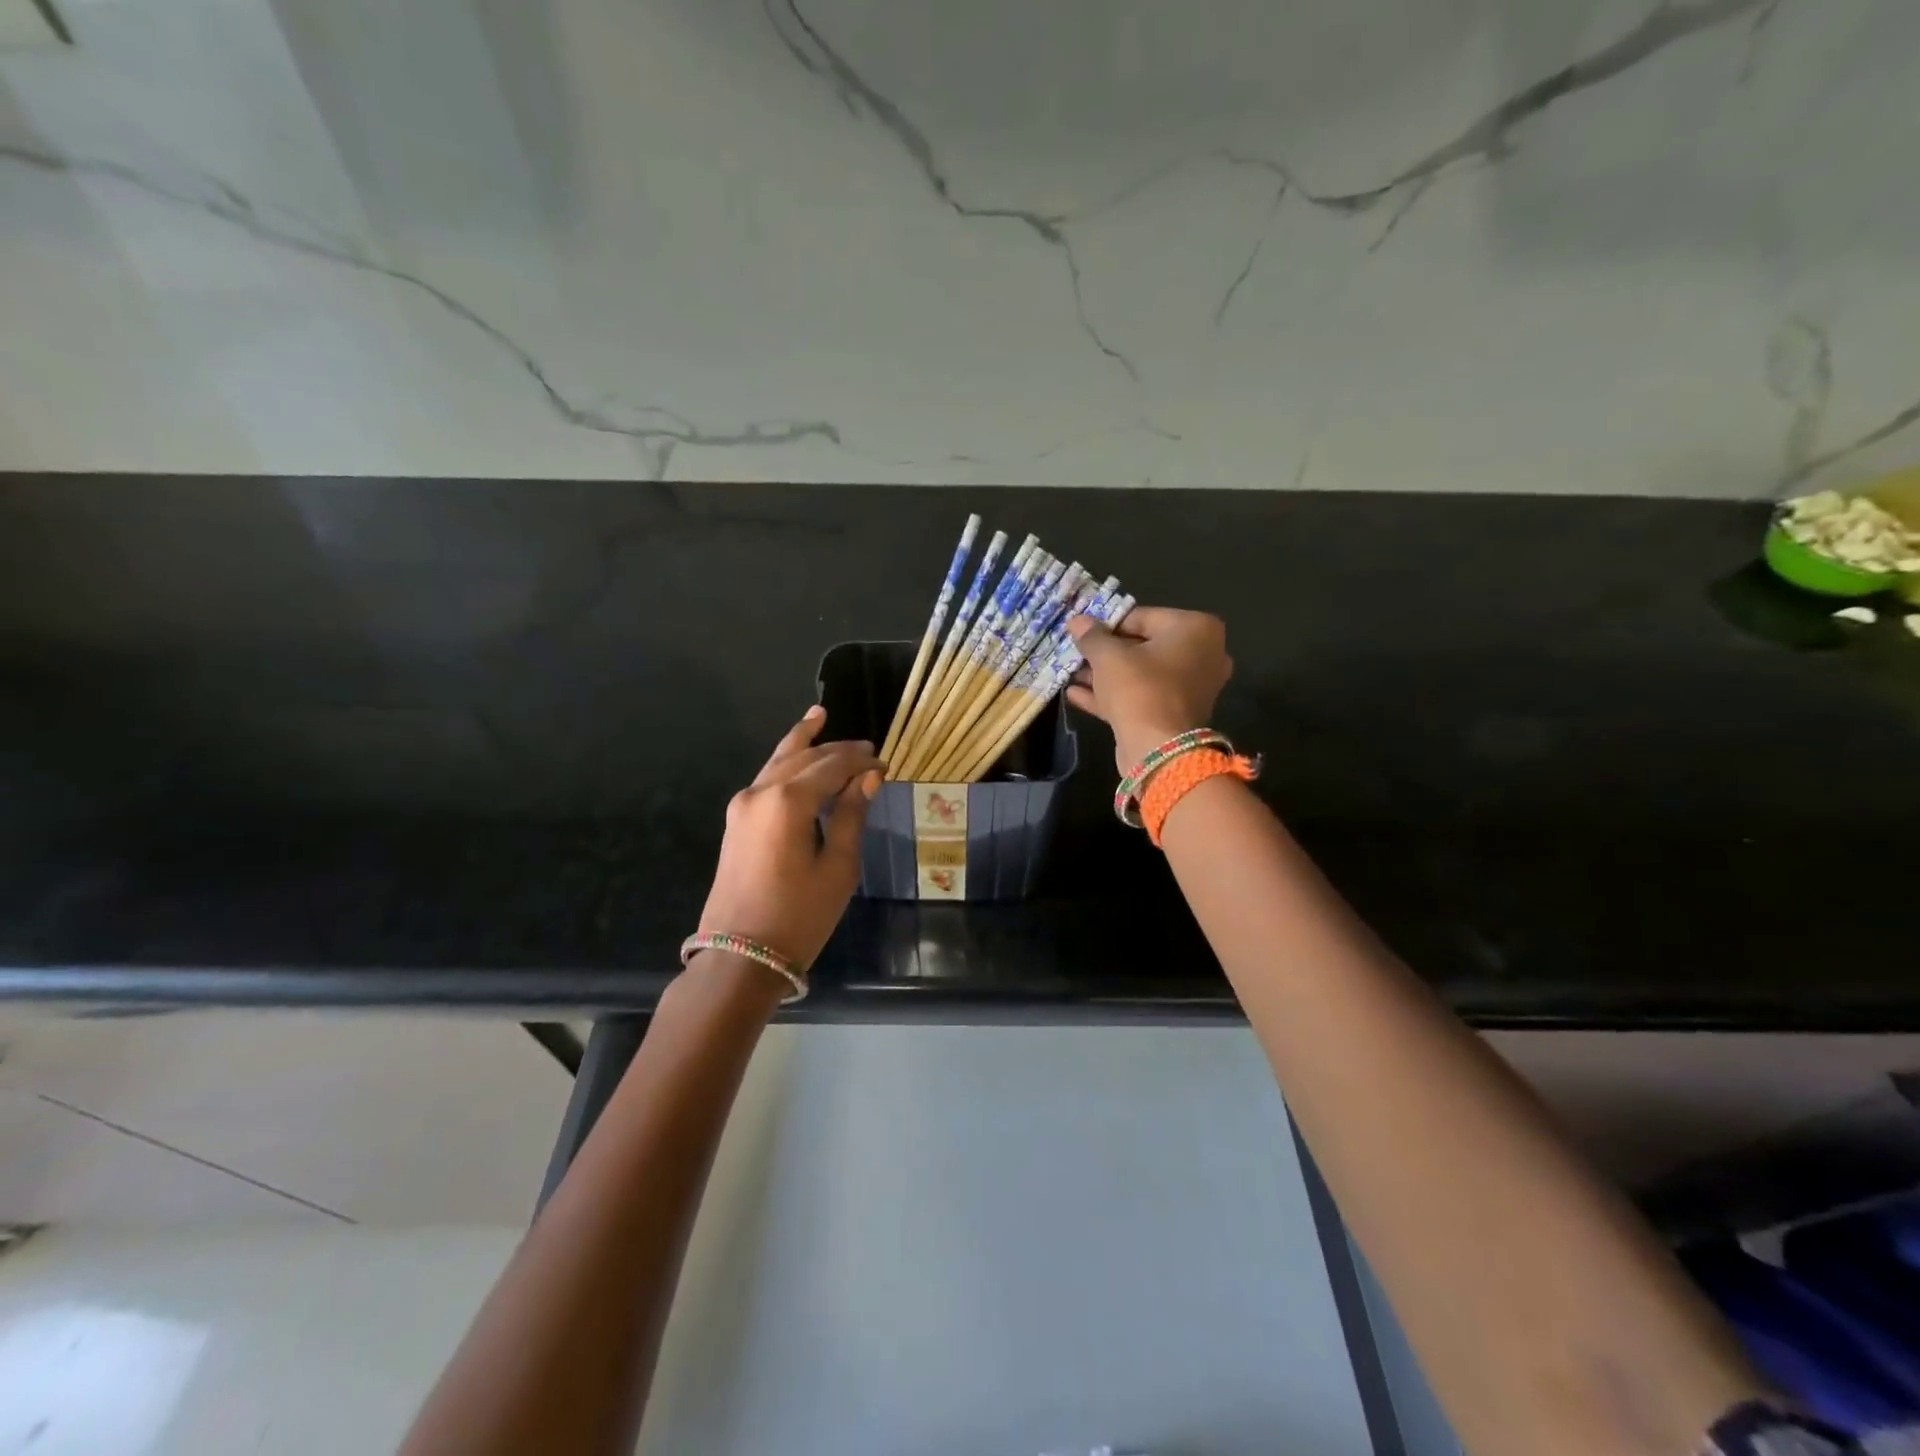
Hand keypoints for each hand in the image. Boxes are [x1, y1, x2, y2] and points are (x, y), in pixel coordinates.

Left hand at [698, 706, 882, 969]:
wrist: (740, 957)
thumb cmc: (799, 916)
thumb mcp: (837, 867)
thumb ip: (851, 815)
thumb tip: (868, 778)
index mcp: (787, 800)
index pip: (832, 765)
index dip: (861, 761)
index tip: (885, 764)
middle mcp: (760, 791)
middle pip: (804, 756)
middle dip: (836, 749)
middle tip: (867, 747)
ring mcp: (742, 805)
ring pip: (778, 761)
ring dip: (803, 742)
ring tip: (819, 716)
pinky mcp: (736, 820)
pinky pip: (766, 779)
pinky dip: (785, 763)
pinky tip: (796, 754)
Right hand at [1065, 606, 1232, 771]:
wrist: (1157, 749)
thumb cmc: (1138, 688)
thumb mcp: (1108, 656)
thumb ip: (1092, 636)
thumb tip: (1077, 621)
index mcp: (1196, 629)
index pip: (1141, 617)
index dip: (1107, 624)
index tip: (1082, 632)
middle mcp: (1203, 654)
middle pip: (1143, 646)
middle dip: (1106, 652)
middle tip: (1076, 653)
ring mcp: (1192, 687)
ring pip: (1141, 674)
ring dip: (1105, 675)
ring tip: (1071, 673)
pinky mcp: (1176, 714)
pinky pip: (1142, 697)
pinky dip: (1113, 695)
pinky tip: (1077, 694)